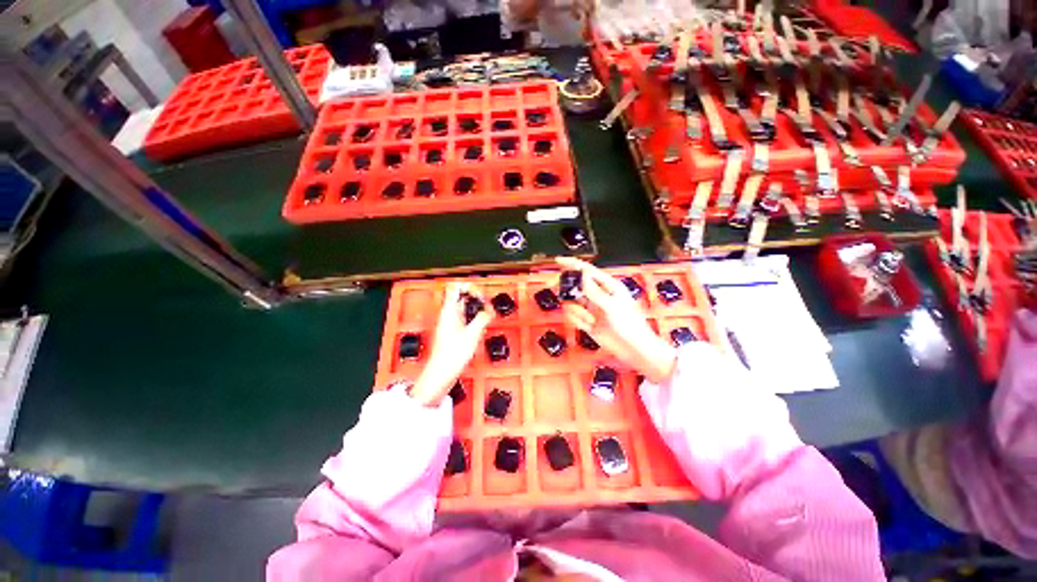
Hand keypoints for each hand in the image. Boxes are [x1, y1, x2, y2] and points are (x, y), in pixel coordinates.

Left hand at [410, 282, 492, 406]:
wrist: (442, 372)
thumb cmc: (451, 356)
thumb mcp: (472, 334)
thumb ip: (483, 318)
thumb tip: (489, 310)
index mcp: (450, 311)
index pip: (456, 287)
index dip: (470, 286)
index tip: (480, 294)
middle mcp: (449, 314)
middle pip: (462, 295)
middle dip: (476, 297)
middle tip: (486, 304)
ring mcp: (451, 322)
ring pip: (465, 306)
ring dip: (477, 308)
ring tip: (486, 314)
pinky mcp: (454, 330)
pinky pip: (466, 317)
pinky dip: (475, 317)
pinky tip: (481, 325)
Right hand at [557, 257, 677, 383]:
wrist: (633, 350)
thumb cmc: (630, 325)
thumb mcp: (611, 306)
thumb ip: (594, 291)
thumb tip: (581, 277)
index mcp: (608, 286)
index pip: (587, 271)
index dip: (572, 264)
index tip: (558, 261)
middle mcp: (599, 295)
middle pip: (577, 285)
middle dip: (569, 289)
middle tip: (564, 292)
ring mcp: (592, 309)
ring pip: (573, 302)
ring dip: (576, 310)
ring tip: (589, 318)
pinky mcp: (588, 321)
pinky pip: (574, 316)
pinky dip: (578, 320)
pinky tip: (590, 325)